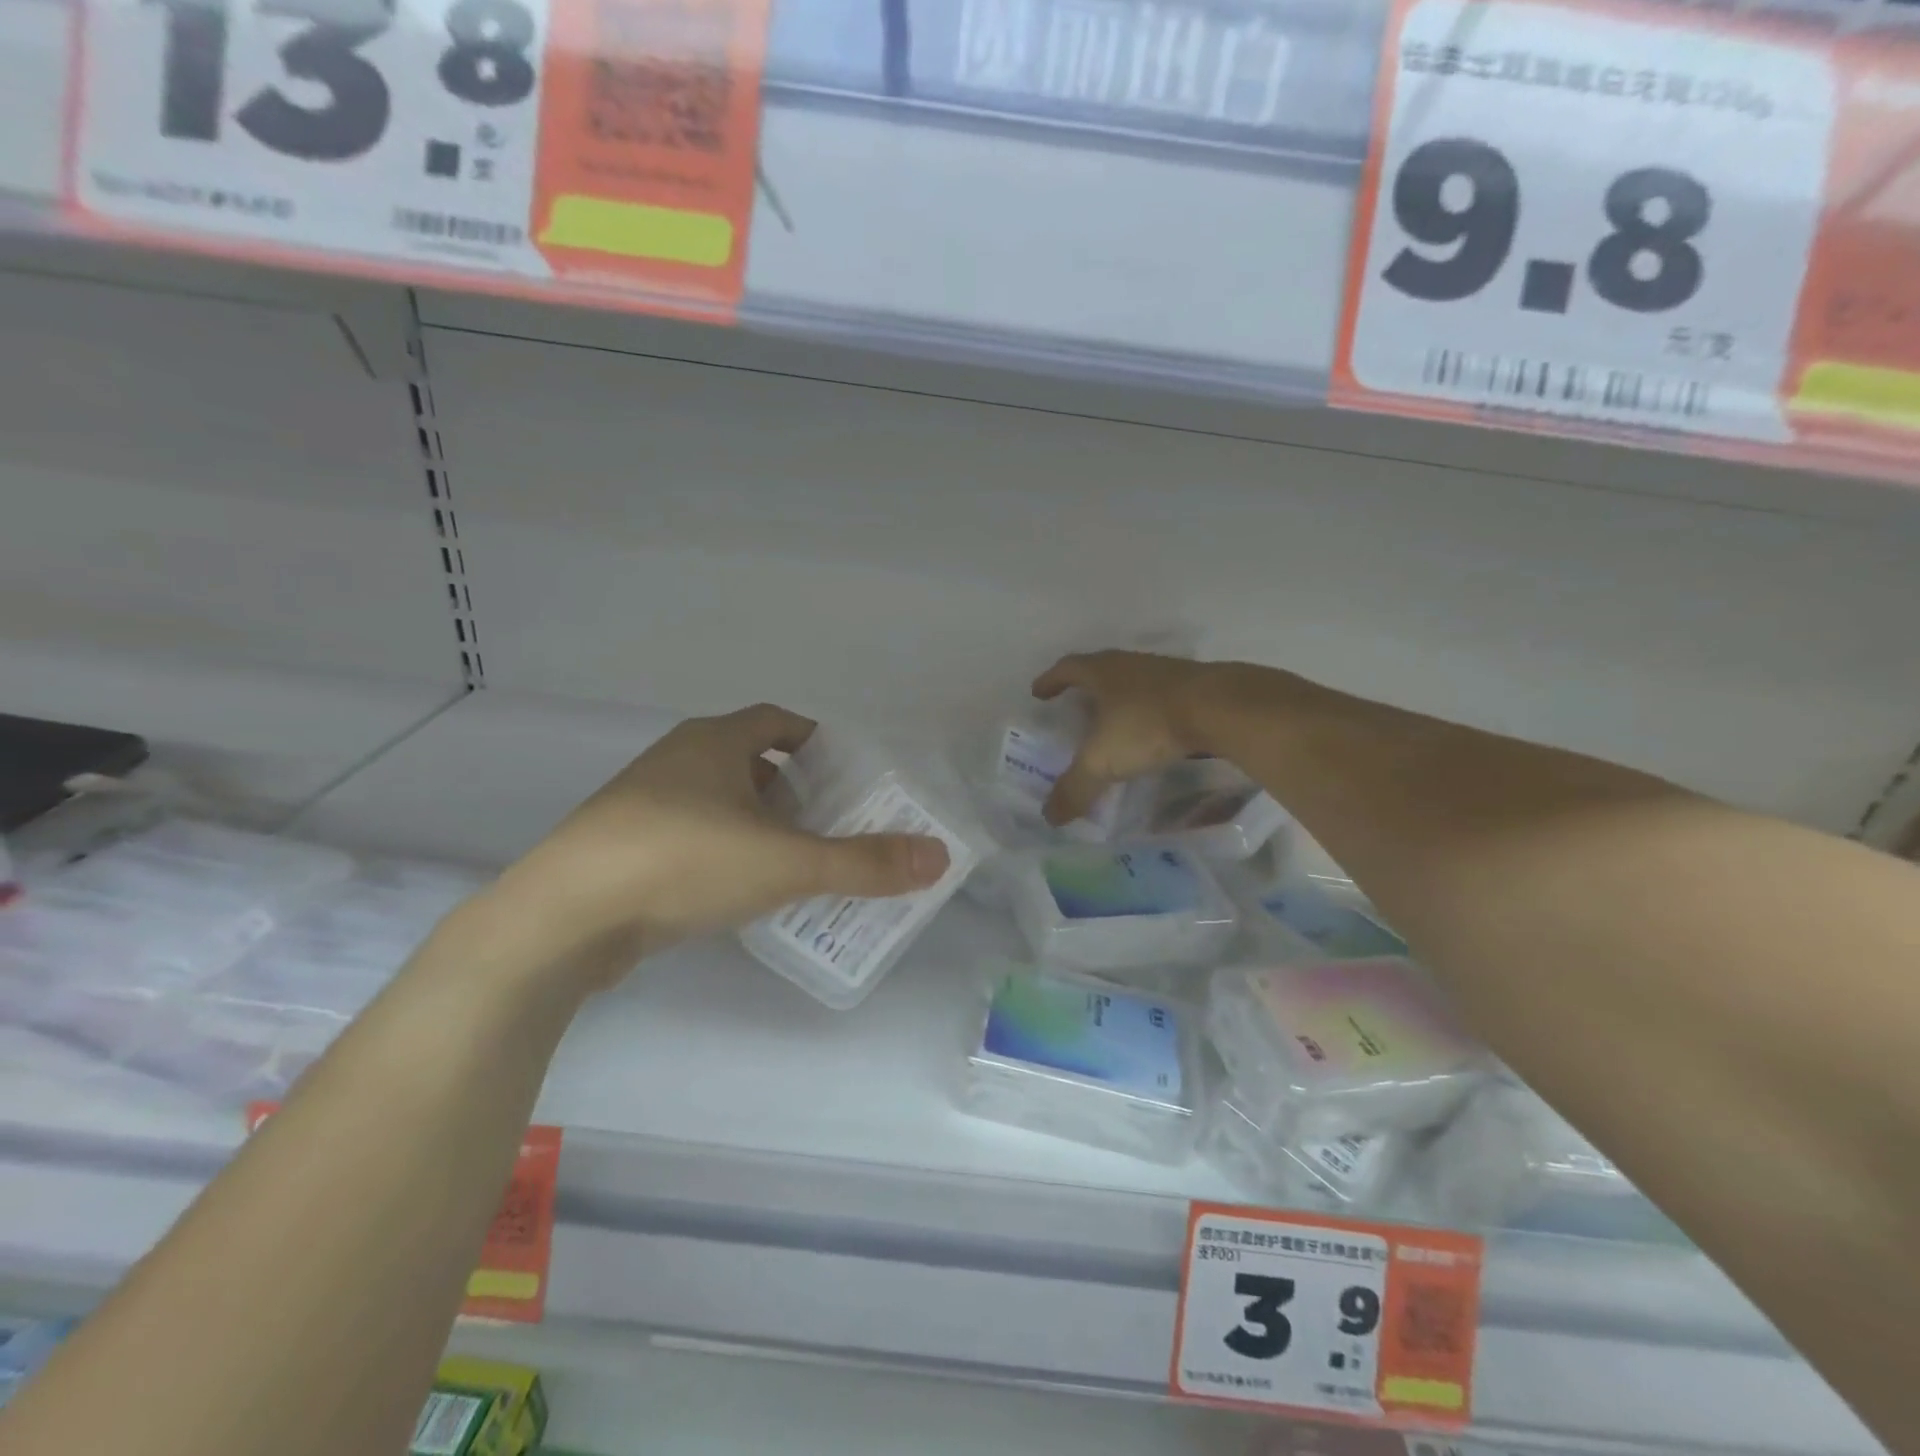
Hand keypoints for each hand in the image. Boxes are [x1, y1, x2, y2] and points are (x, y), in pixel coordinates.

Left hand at [484, 704, 949, 991]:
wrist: (562, 919)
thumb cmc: (683, 862)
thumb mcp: (785, 862)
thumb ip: (864, 862)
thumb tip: (938, 857)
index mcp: (714, 743)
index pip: (777, 721)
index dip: (815, 740)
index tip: (847, 774)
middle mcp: (677, 762)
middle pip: (750, 761)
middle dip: (794, 788)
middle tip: (833, 822)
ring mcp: (643, 805)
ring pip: (718, 802)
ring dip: (759, 824)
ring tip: (796, 860)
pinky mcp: (623, 848)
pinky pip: (691, 837)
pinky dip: (725, 853)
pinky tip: (741, 891)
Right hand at [1032, 651, 1217, 825]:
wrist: (1221, 709)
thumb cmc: (1149, 725)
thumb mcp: (1103, 761)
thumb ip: (1075, 788)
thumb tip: (1049, 816)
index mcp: (1102, 672)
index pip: (1067, 668)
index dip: (1050, 681)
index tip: (1038, 692)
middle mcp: (1131, 665)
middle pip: (1101, 671)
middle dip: (1085, 689)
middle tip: (1074, 709)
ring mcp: (1166, 673)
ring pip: (1134, 683)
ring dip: (1120, 700)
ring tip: (1113, 724)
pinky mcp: (1196, 688)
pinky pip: (1162, 698)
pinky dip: (1150, 713)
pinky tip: (1153, 733)